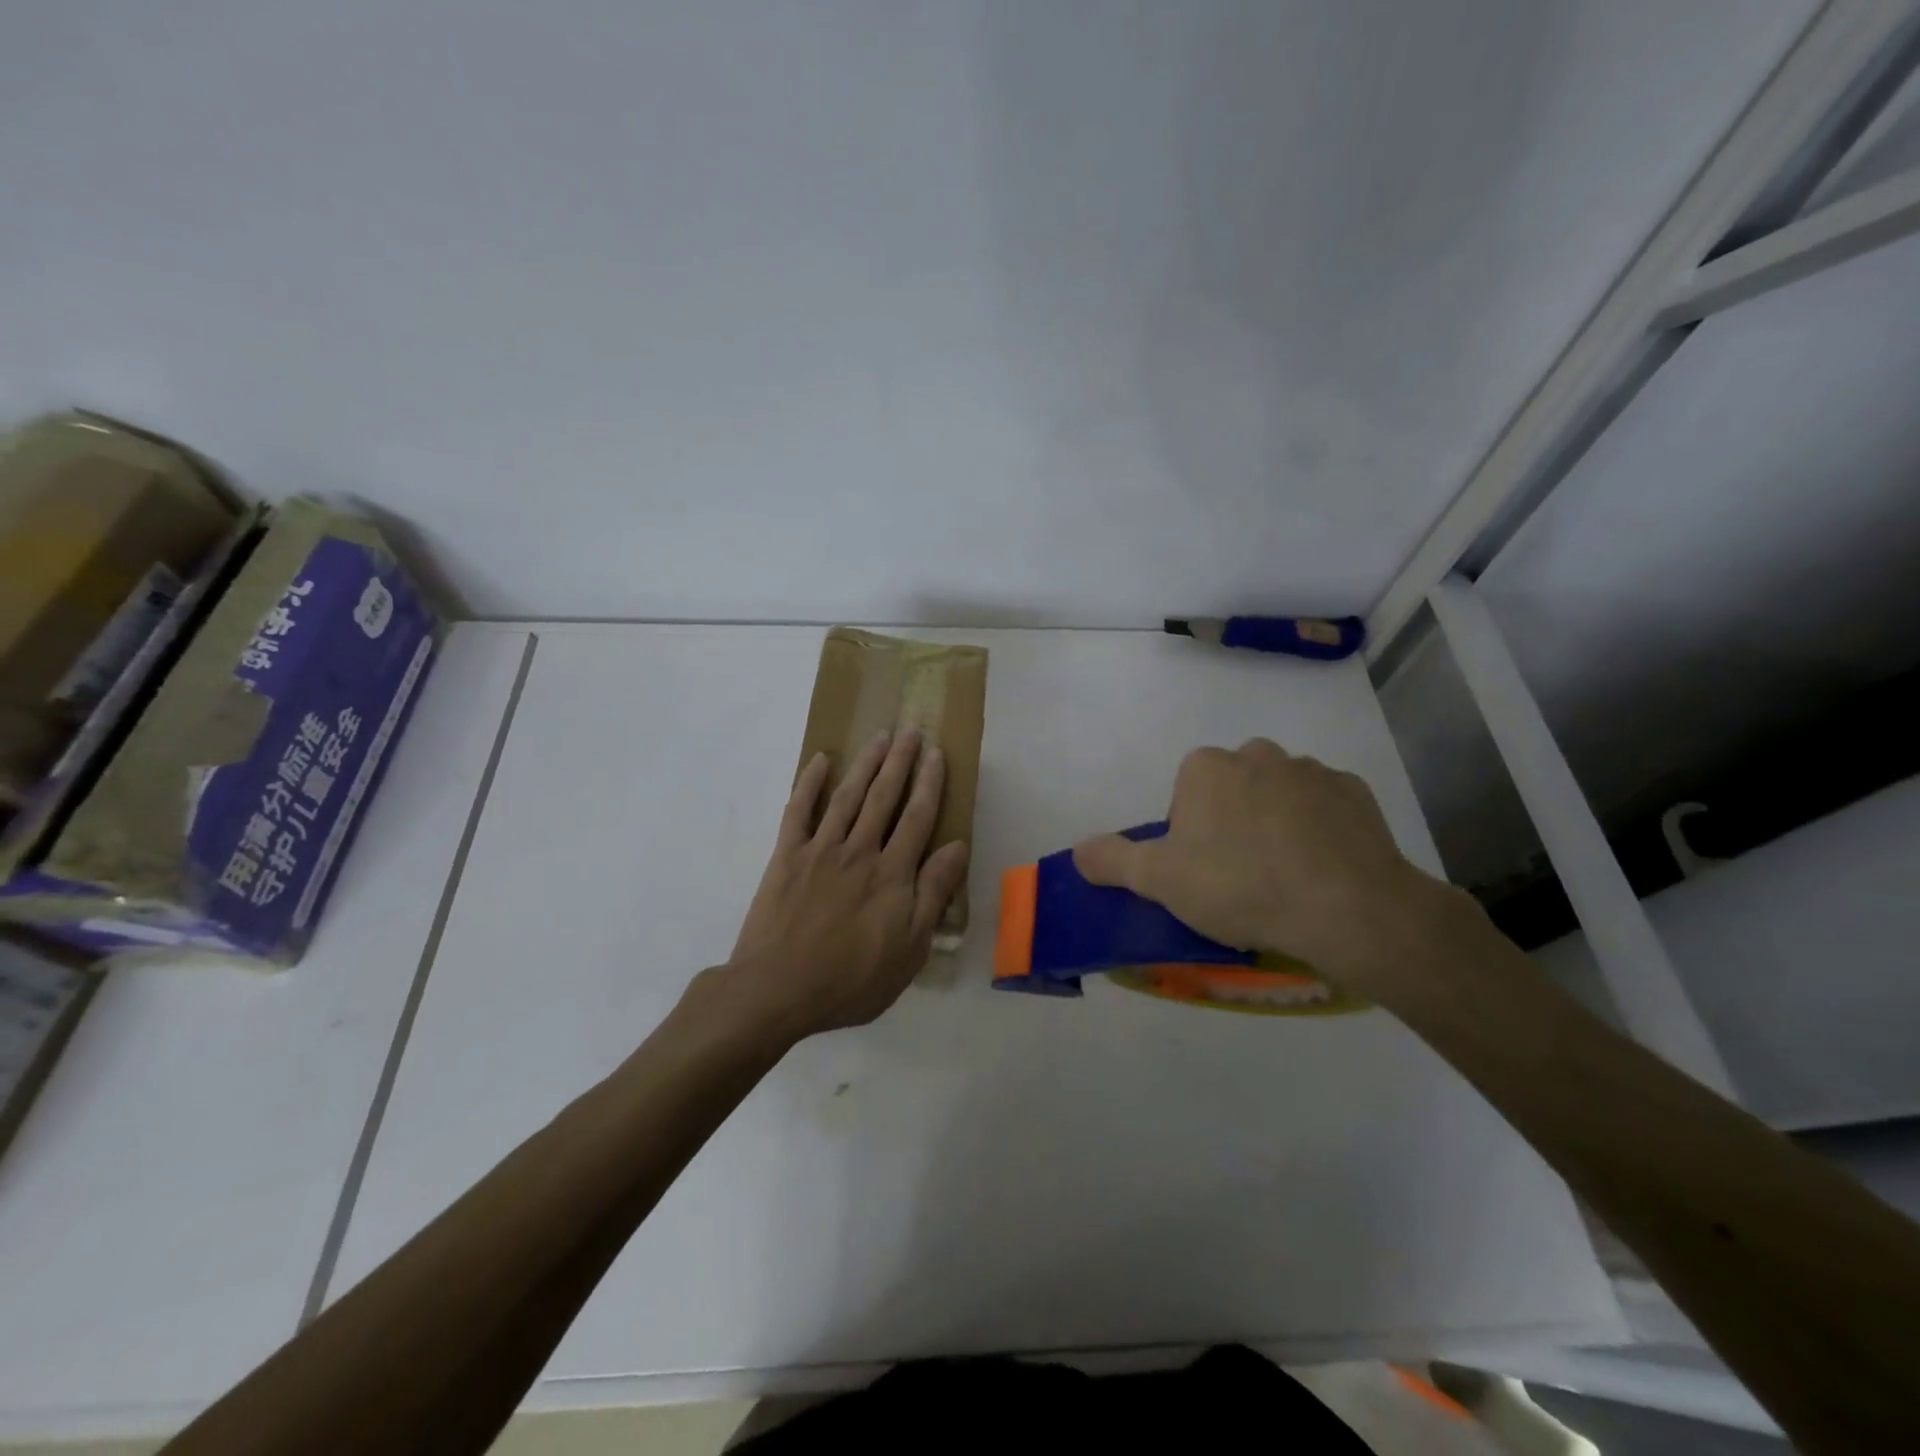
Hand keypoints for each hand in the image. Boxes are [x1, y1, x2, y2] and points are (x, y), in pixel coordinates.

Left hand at [721, 729, 969, 1042]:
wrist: (777, 989)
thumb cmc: (851, 979)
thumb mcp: (909, 948)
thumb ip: (933, 893)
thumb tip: (956, 847)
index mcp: (892, 874)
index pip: (917, 817)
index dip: (929, 783)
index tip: (937, 754)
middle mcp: (859, 850)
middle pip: (884, 797)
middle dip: (900, 762)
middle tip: (911, 731)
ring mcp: (820, 850)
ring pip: (848, 796)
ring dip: (865, 764)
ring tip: (879, 737)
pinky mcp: (786, 857)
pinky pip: (799, 811)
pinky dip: (809, 783)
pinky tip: (820, 761)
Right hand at [1072, 738, 1453, 992]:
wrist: (1344, 907)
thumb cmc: (1238, 886)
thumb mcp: (1159, 880)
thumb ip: (1111, 860)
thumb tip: (1077, 851)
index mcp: (1206, 767)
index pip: (1186, 791)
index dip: (1189, 831)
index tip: (1202, 870)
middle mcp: (1256, 754)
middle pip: (1233, 787)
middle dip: (1232, 820)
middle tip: (1240, 874)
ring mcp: (1310, 770)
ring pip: (1279, 793)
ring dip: (1277, 821)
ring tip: (1285, 876)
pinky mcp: (1355, 792)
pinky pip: (1324, 807)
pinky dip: (1320, 829)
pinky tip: (1323, 868)